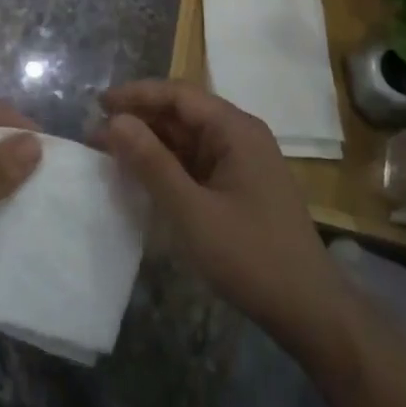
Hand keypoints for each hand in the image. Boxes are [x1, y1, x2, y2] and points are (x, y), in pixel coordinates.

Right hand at [100, 80, 343, 363]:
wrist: (309, 312)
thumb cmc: (250, 256)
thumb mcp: (191, 211)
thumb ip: (151, 163)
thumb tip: (114, 121)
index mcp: (235, 129)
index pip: (178, 94)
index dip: (136, 95)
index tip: (97, 105)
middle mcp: (240, 135)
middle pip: (182, 113)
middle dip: (139, 120)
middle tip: (95, 134)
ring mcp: (241, 162)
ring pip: (187, 139)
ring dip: (150, 143)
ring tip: (109, 153)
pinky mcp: (239, 187)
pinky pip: (196, 163)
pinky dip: (167, 165)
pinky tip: (141, 177)